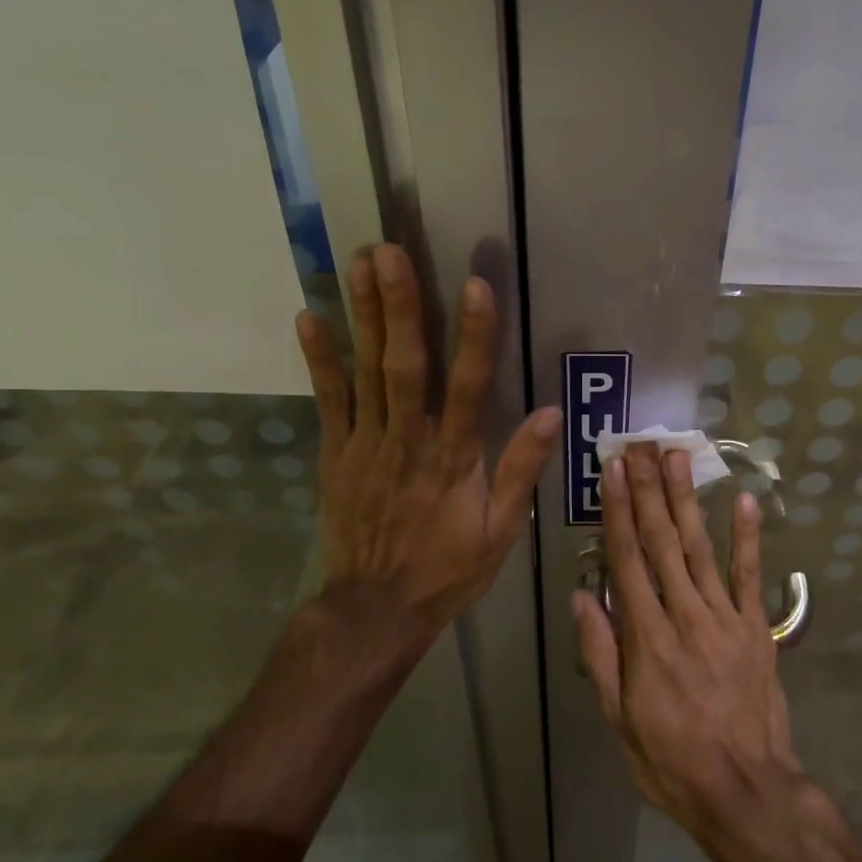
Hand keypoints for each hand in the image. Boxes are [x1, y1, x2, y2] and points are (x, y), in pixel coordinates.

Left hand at [294, 243, 560, 648]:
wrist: (376, 608)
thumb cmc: (448, 568)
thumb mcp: (501, 529)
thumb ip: (522, 469)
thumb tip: (552, 413)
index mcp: (455, 457)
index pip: (469, 385)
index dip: (474, 334)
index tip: (474, 285)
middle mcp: (409, 440)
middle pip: (405, 364)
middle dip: (399, 305)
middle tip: (389, 252)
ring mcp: (366, 444)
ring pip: (366, 371)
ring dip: (363, 316)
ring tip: (358, 264)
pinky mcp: (335, 453)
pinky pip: (328, 400)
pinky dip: (320, 359)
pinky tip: (309, 317)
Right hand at [572, 444, 802, 844]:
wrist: (745, 790)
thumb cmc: (670, 759)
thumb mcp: (618, 719)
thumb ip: (601, 654)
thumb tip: (582, 595)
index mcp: (647, 638)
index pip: (627, 561)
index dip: (618, 512)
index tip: (613, 472)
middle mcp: (685, 615)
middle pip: (662, 542)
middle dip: (649, 490)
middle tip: (640, 446)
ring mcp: (725, 618)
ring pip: (700, 548)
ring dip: (687, 500)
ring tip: (677, 458)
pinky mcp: (755, 628)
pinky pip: (750, 575)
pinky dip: (748, 537)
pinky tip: (744, 501)